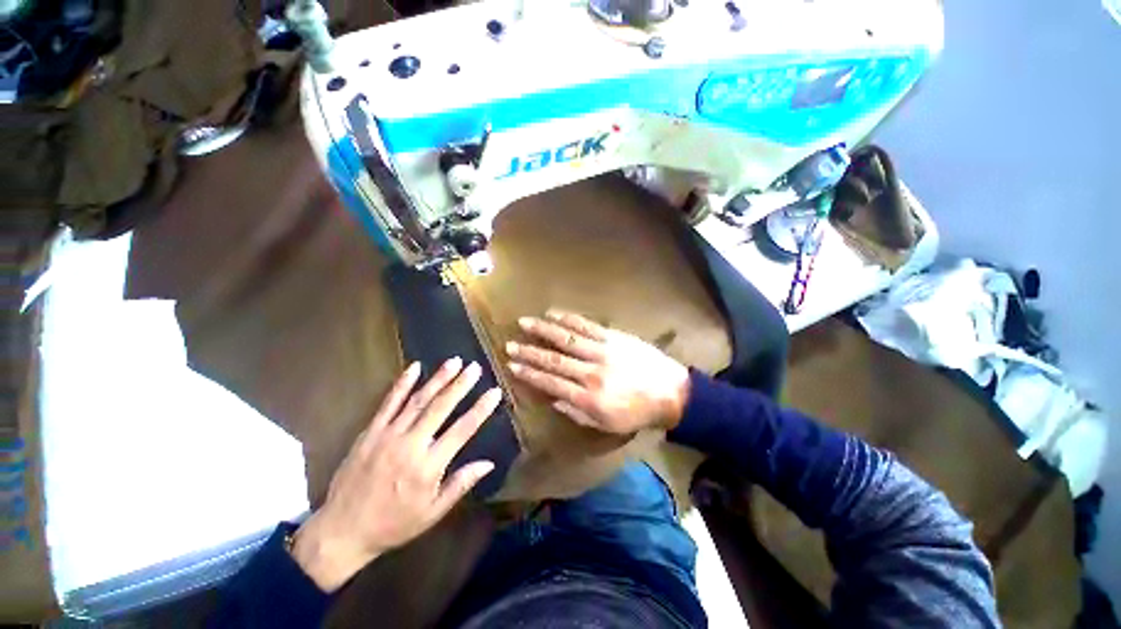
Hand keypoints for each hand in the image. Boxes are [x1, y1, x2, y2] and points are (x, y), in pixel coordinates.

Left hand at [291, 358, 501, 591]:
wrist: (342, 531)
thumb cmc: (393, 525)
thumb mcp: (432, 513)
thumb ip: (460, 484)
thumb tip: (488, 463)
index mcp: (428, 466)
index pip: (462, 430)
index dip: (481, 409)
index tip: (495, 392)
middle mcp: (410, 445)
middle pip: (441, 407)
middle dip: (460, 385)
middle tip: (475, 367)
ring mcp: (388, 435)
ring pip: (418, 400)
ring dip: (438, 379)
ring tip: (454, 362)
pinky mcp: (370, 432)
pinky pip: (388, 403)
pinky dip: (402, 384)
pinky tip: (414, 367)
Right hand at [505, 309, 690, 434]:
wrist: (670, 393)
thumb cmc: (637, 413)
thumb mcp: (606, 424)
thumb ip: (577, 413)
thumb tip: (553, 400)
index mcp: (588, 398)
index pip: (551, 383)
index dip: (530, 374)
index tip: (512, 366)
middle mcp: (590, 373)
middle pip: (554, 360)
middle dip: (529, 352)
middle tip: (510, 344)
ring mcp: (602, 352)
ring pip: (566, 339)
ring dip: (543, 330)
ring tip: (525, 323)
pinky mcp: (613, 337)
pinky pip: (587, 326)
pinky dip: (568, 319)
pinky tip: (554, 313)